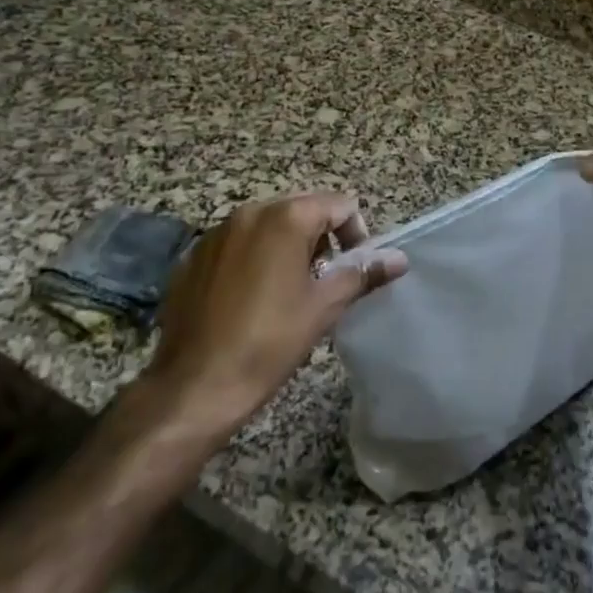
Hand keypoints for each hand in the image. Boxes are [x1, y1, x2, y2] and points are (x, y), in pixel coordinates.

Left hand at [132, 192, 407, 437]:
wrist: (194, 387)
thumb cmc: (268, 343)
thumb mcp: (324, 307)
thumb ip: (362, 274)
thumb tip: (399, 259)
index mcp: (285, 218)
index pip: (339, 205)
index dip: (356, 234)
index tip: (354, 270)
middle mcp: (249, 213)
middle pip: (302, 210)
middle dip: (321, 239)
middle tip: (324, 282)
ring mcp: (216, 233)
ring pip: (267, 226)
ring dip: (287, 248)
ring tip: (289, 293)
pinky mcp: (193, 257)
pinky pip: (236, 245)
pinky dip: (253, 260)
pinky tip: (250, 301)